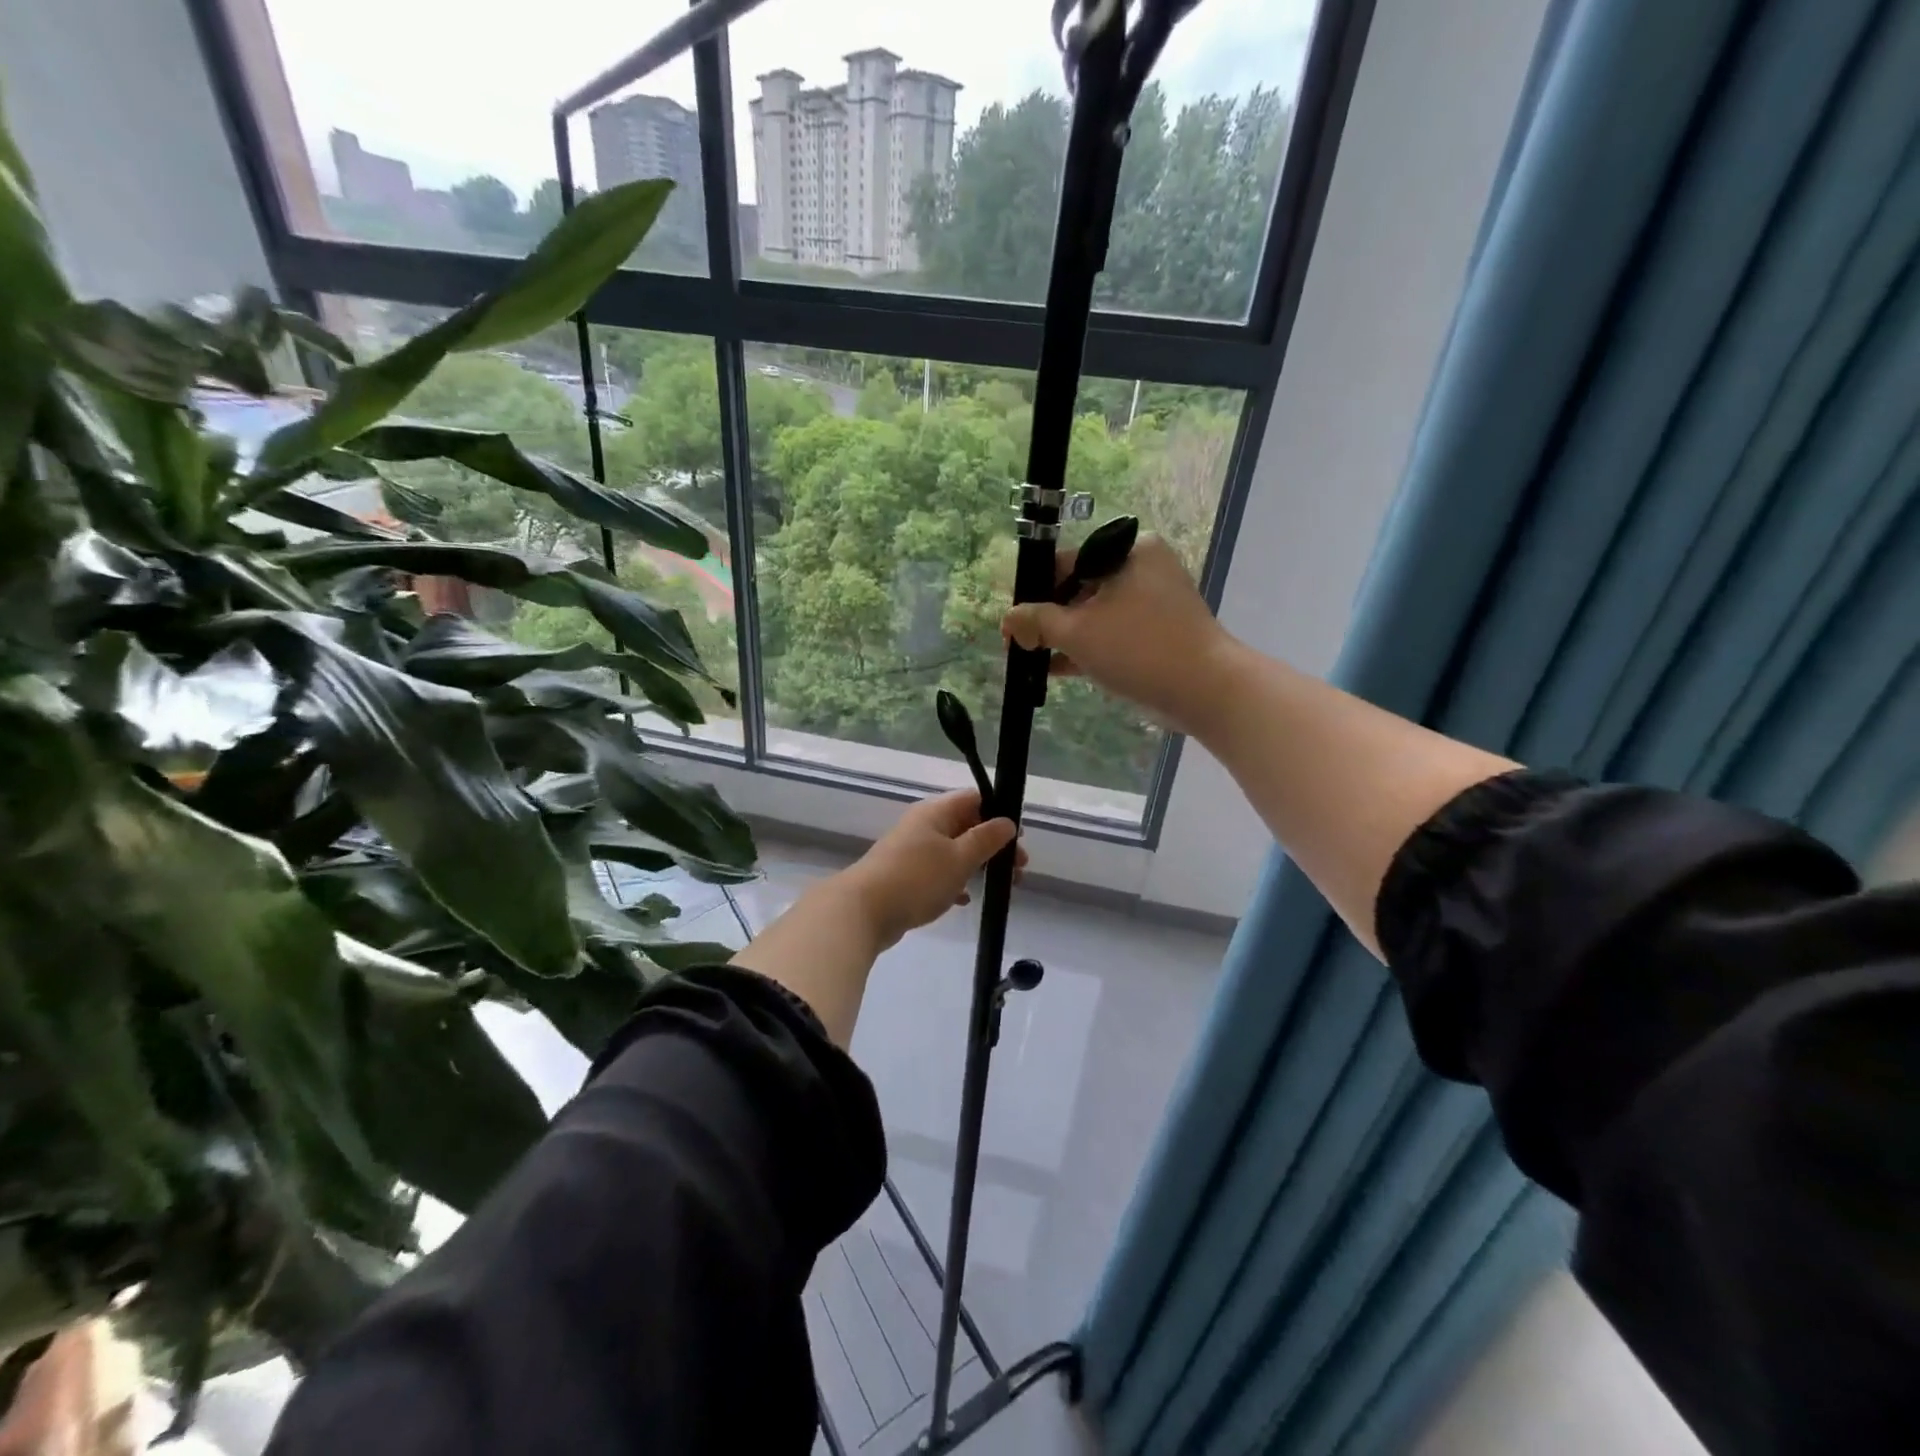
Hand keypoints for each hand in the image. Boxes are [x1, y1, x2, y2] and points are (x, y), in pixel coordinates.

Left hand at [842, 789, 1025, 947]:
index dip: (1000, 814)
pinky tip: (965, 899)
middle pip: (967, 825)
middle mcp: (923, 825)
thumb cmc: (917, 879)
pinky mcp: (905, 875)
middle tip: (1019, 869)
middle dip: (994, 845)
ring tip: (1001, 886)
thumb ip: (986, 839)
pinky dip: (955, 881)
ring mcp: (912, 850)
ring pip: (954, 850)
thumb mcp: (959, 858)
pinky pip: (938, 872)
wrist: (863, 911)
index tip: (1019, 839)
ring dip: (978, 865)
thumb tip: (1007, 821)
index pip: (975, 799)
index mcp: (936, 812)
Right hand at [1000, 533, 1240, 739]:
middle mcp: (1142, 567)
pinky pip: (1112, 633)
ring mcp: (1153, 601)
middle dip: (1047, 619)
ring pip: (1095, 614)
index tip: (1012, 621)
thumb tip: (1008, 619)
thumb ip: (1037, 622)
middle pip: (1079, 588)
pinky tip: (1055, 669)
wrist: (1206, 690)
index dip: (1032, 592)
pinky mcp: (1158, 632)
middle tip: (1019, 644)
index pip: (1065, 562)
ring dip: (1063, 637)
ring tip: (1032, 659)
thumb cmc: (1138, 648)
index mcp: (1128, 550)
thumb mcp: (1078, 633)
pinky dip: (1087, 648)